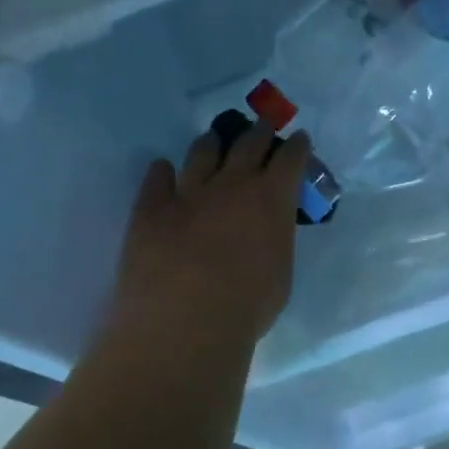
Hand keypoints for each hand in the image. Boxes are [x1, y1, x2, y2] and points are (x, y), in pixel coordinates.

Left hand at [109, 123, 309, 347]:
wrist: (184, 322)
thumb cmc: (246, 307)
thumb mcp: (280, 273)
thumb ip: (275, 241)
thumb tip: (266, 232)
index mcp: (271, 199)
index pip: (290, 158)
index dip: (297, 147)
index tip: (299, 139)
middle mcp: (232, 184)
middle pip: (248, 143)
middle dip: (260, 131)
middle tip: (263, 126)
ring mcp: (187, 192)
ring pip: (201, 152)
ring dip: (212, 143)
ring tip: (213, 141)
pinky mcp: (150, 208)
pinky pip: (157, 178)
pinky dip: (163, 172)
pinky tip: (163, 170)